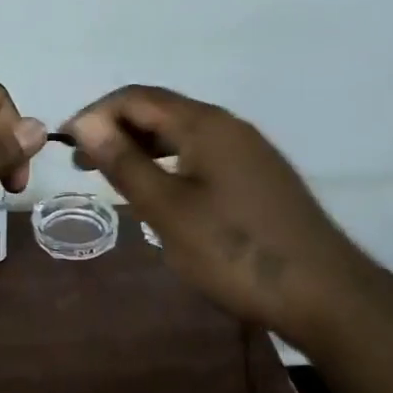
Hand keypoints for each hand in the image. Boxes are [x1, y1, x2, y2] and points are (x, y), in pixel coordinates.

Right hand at [66, 85, 369, 336]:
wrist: (326, 294)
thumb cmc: (236, 251)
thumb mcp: (168, 210)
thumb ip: (125, 163)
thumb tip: (86, 123)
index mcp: (205, 124)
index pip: (137, 97)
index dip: (96, 114)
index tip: (66, 144)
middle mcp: (228, 126)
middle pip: (160, 110)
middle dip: (116, 129)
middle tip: (84, 164)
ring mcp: (248, 150)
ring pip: (181, 133)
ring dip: (142, 147)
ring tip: (113, 176)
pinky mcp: (258, 176)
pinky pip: (201, 153)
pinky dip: (169, 163)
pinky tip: (160, 192)